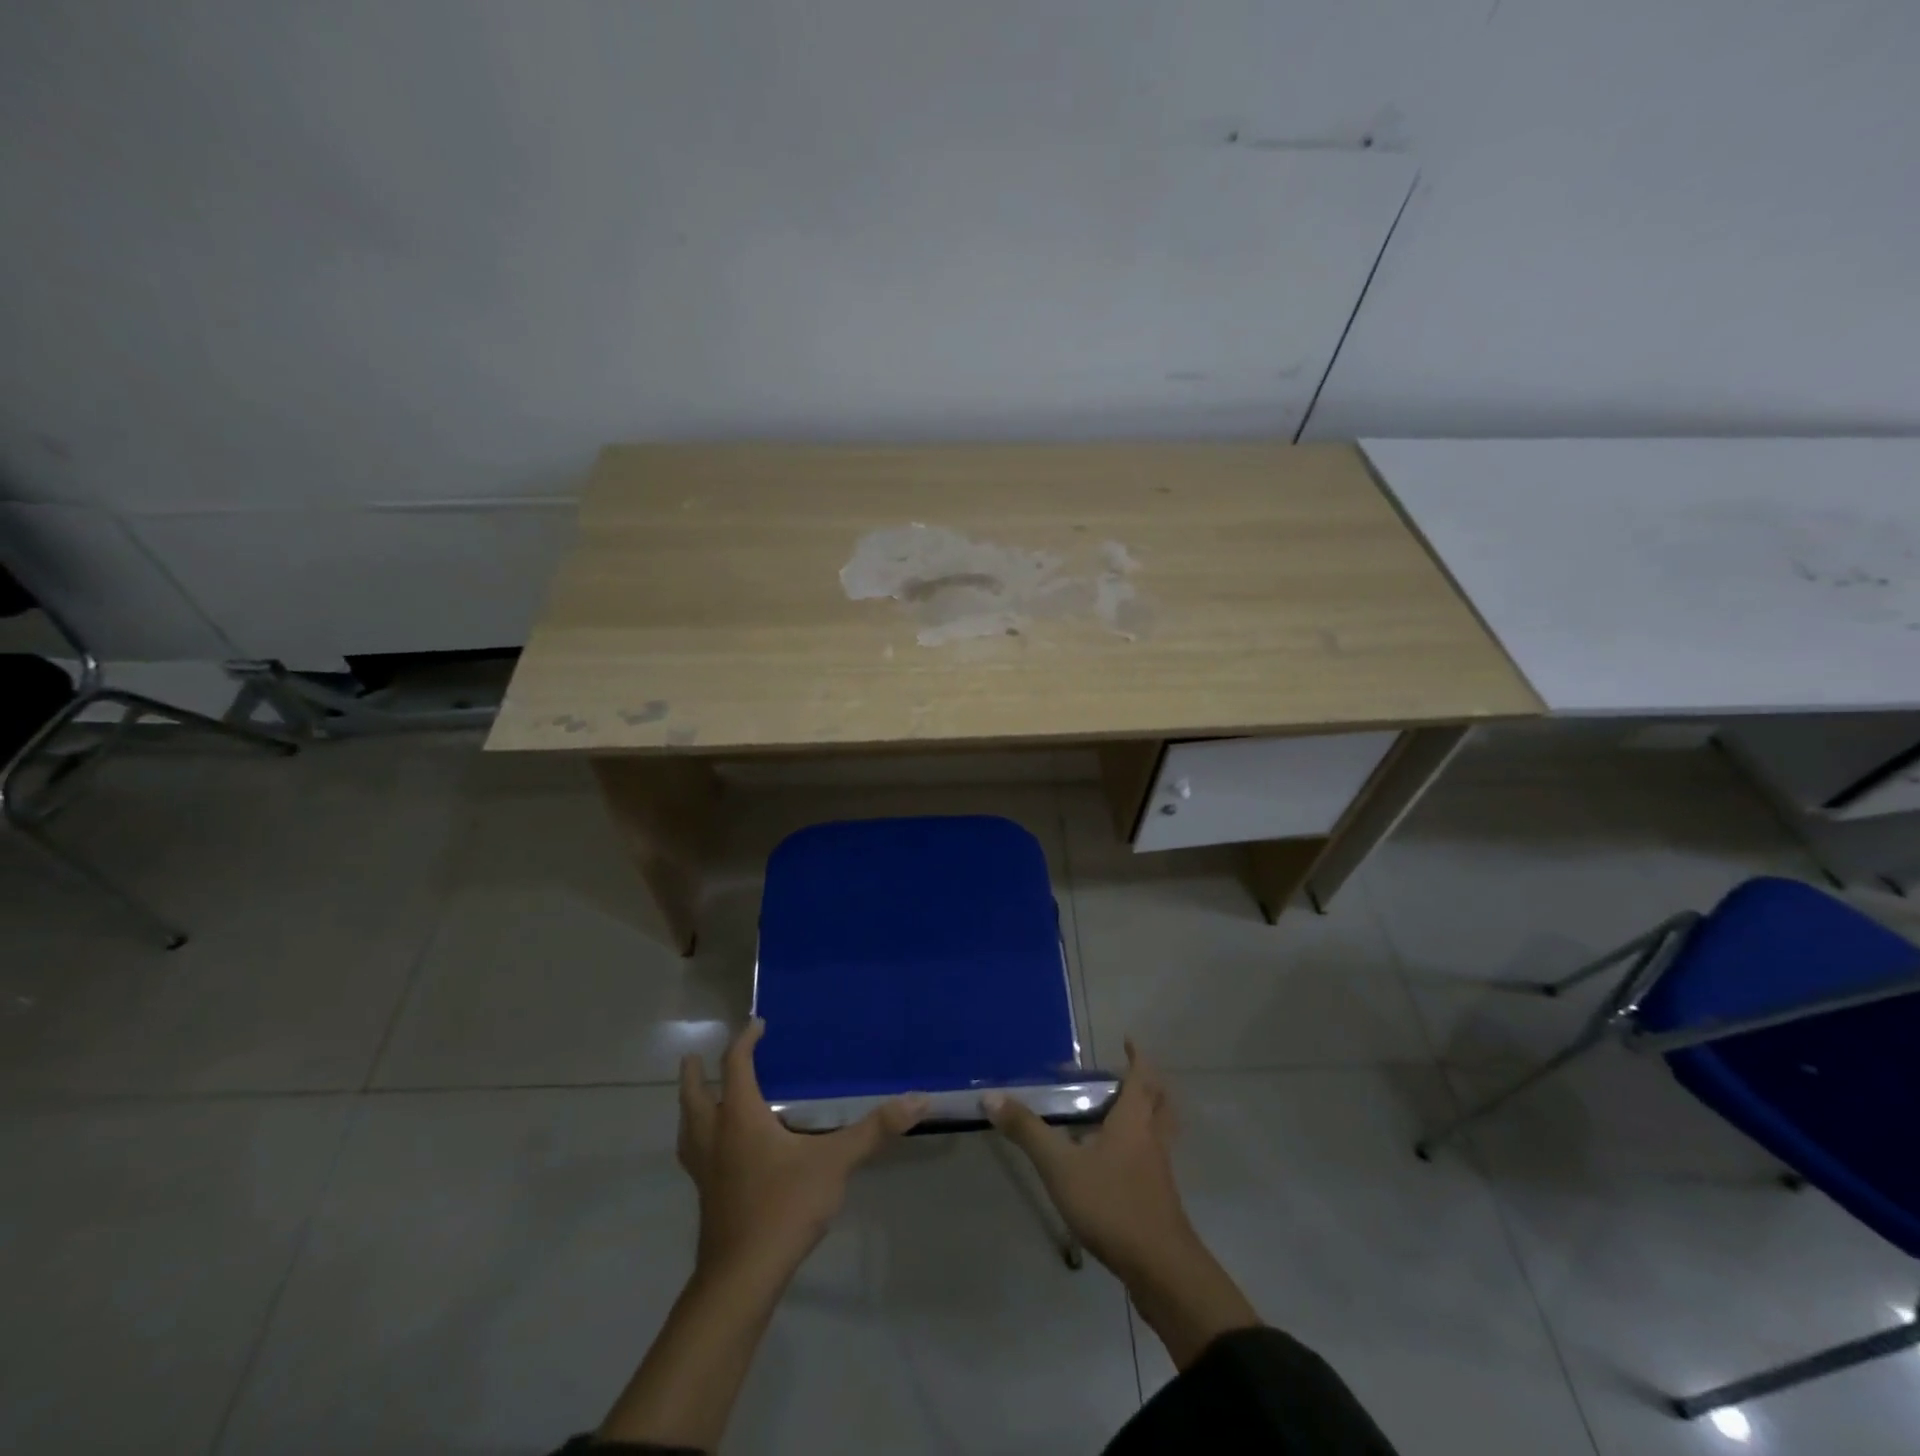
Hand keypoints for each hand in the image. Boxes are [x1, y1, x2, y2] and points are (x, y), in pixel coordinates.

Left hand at [677, 1019, 926, 1282]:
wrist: (742, 1278)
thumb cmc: (784, 1208)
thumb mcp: (835, 1163)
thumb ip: (874, 1130)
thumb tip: (919, 1099)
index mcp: (740, 1118)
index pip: (737, 1066)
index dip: (745, 1042)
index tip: (757, 1025)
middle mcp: (716, 1136)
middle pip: (695, 1096)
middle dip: (694, 1073)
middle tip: (694, 1057)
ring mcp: (705, 1170)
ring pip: (687, 1128)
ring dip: (690, 1107)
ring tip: (698, 1099)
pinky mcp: (706, 1197)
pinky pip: (694, 1155)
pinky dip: (698, 1140)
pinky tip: (716, 1154)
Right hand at [983, 1038, 1192, 1282]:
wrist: (1161, 1270)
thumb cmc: (1112, 1205)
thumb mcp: (1060, 1166)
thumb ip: (1027, 1131)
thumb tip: (991, 1097)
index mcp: (1134, 1121)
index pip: (1141, 1077)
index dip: (1137, 1056)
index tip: (1127, 1040)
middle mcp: (1152, 1139)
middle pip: (1159, 1102)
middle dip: (1146, 1084)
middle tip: (1125, 1075)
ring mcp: (1159, 1171)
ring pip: (1159, 1131)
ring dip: (1147, 1115)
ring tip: (1119, 1114)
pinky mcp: (1159, 1199)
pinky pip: (1153, 1159)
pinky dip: (1141, 1148)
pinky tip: (1116, 1163)